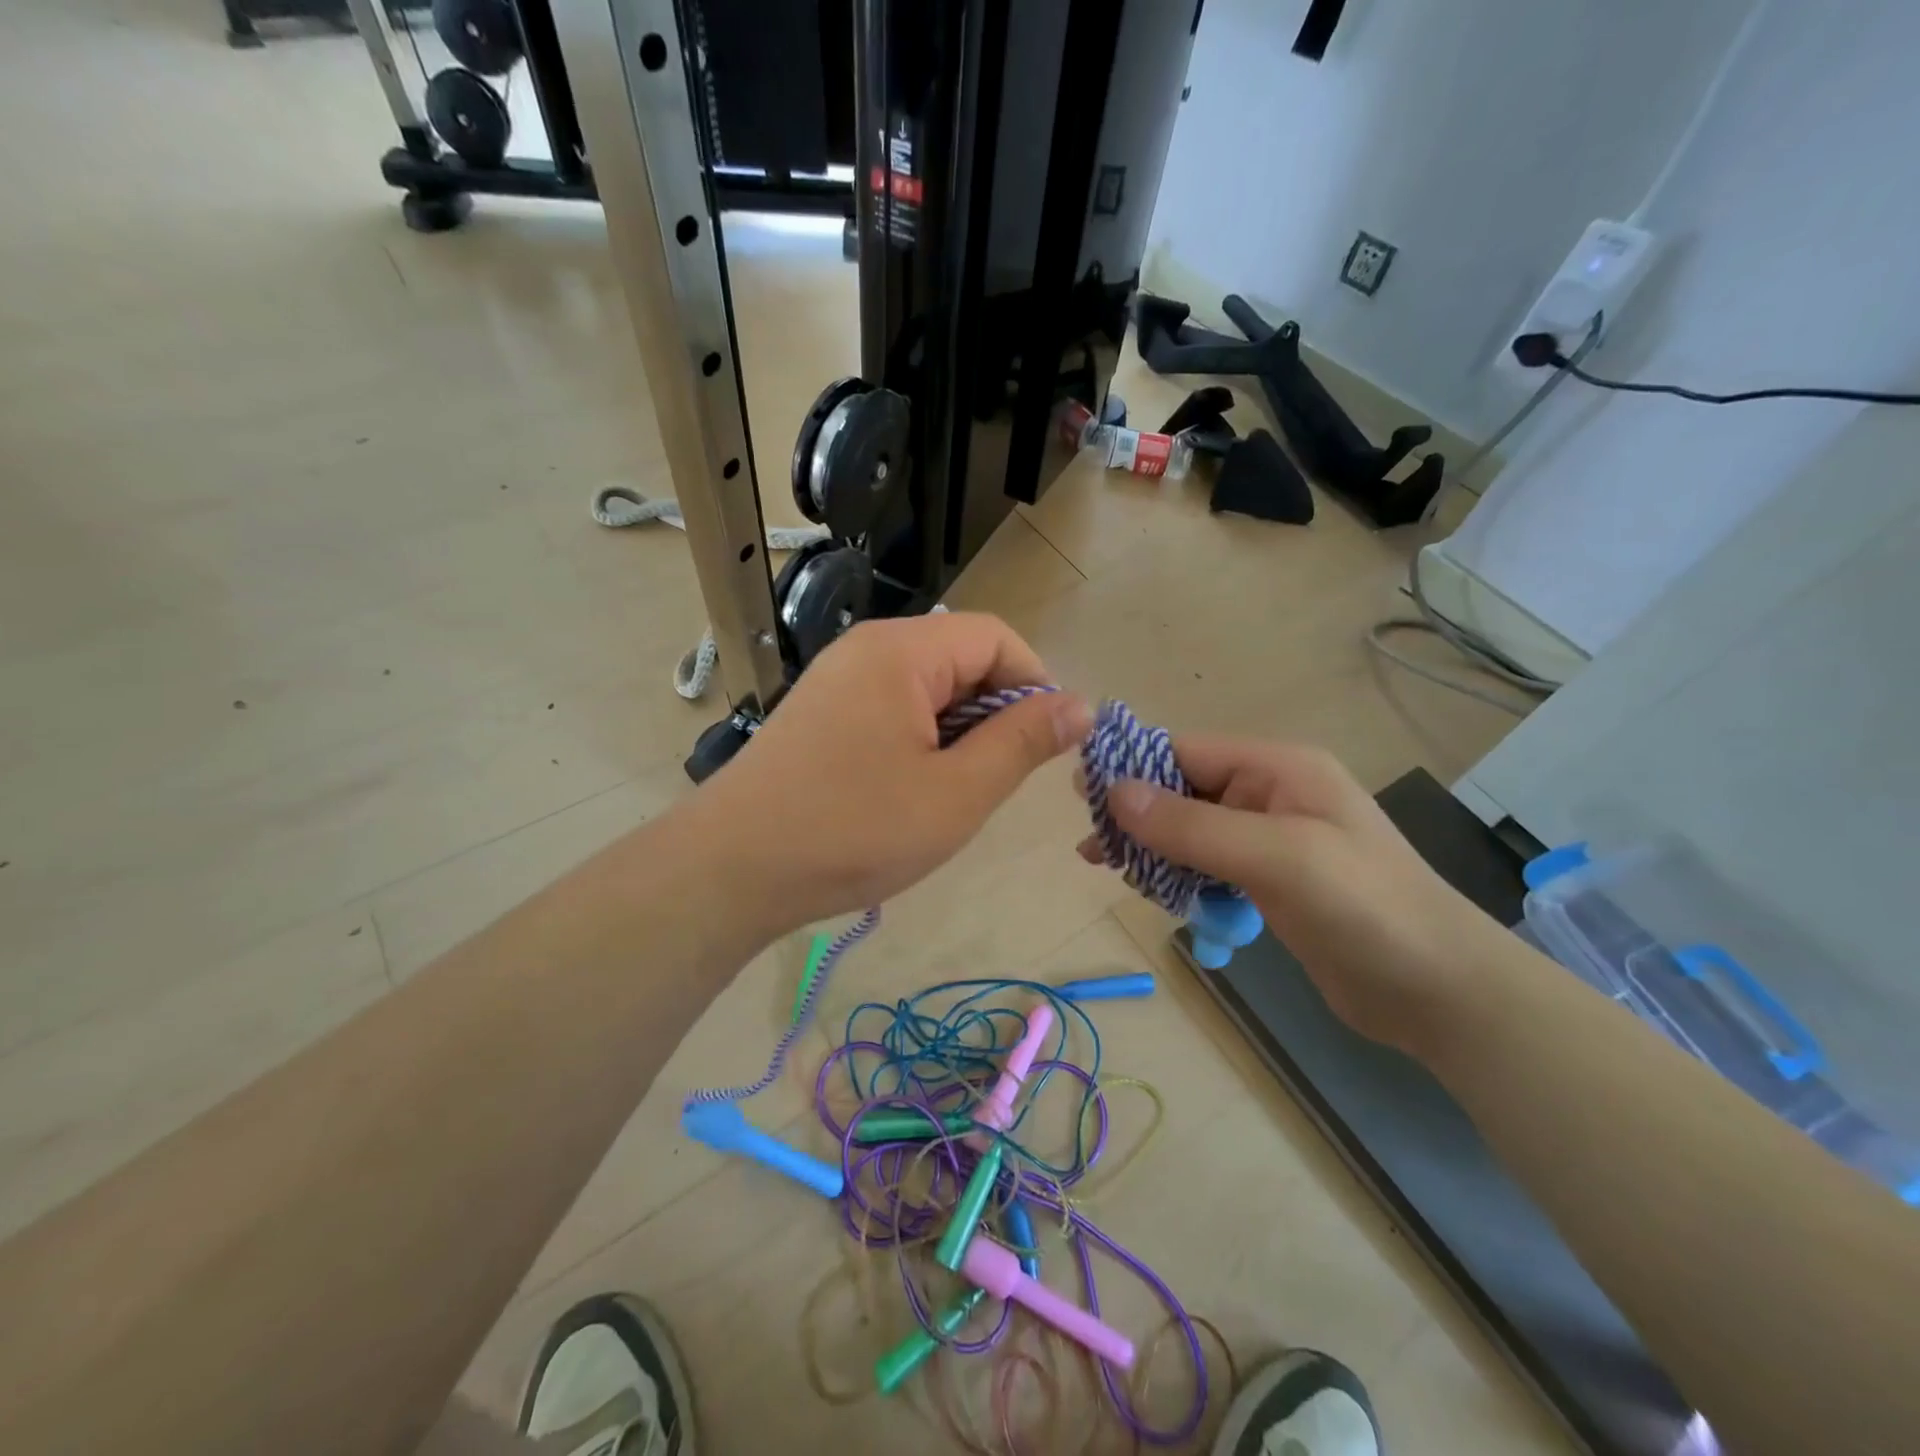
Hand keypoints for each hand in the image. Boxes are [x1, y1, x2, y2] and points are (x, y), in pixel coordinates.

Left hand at [695, 613, 1092, 935]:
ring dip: (957, 733)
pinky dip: (920, 741)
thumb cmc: (854, 830)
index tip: (1045, 747)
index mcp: (903, 651)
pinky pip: (893, 708)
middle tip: (993, 783)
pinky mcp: (822, 711)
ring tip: (949, 794)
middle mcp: (868, 649)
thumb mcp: (957, 793)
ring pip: (929, 688)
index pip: (996, 638)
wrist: (732, 870)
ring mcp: (839, 679)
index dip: (1035, 685)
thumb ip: (1022, 742)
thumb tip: (1081, 706)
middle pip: (961, 659)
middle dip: (994, 714)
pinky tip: (909, 791)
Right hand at [1085, 737, 1493, 1057]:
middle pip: (1182, 791)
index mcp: (1276, 768)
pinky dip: (1179, 877)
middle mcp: (1269, 793)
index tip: (1080, 796)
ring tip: (1112, 872)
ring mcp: (1270, 838)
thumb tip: (1113, 793)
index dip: (1131, 769)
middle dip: (1137, 816)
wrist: (1440, 991)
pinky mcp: (1269, 880)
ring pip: (1189, 831)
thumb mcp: (1276, 857)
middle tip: (1092, 849)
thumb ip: (1192, 826)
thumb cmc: (1364, 908)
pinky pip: (1207, 865)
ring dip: (1153, 850)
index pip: (1184, 752)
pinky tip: (1159, 896)